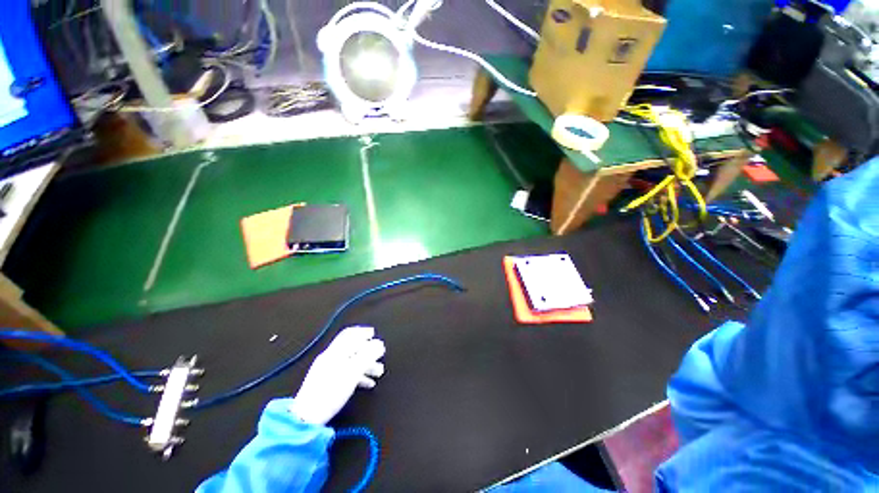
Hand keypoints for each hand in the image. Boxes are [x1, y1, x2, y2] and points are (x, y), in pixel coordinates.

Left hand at [289, 326, 385, 425]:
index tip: (373, 334)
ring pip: (350, 362)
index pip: (349, 334)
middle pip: (352, 348)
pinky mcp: (325, 383)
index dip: (363, 332)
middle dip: (368, 351)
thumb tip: (379, 344)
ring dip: (366, 365)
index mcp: (335, 352)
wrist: (306, 417)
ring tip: (378, 372)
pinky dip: (358, 375)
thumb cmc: (331, 392)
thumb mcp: (353, 371)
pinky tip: (367, 383)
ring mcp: (326, 370)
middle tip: (380, 355)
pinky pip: (345, 373)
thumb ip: (368, 355)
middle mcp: (330, 358)